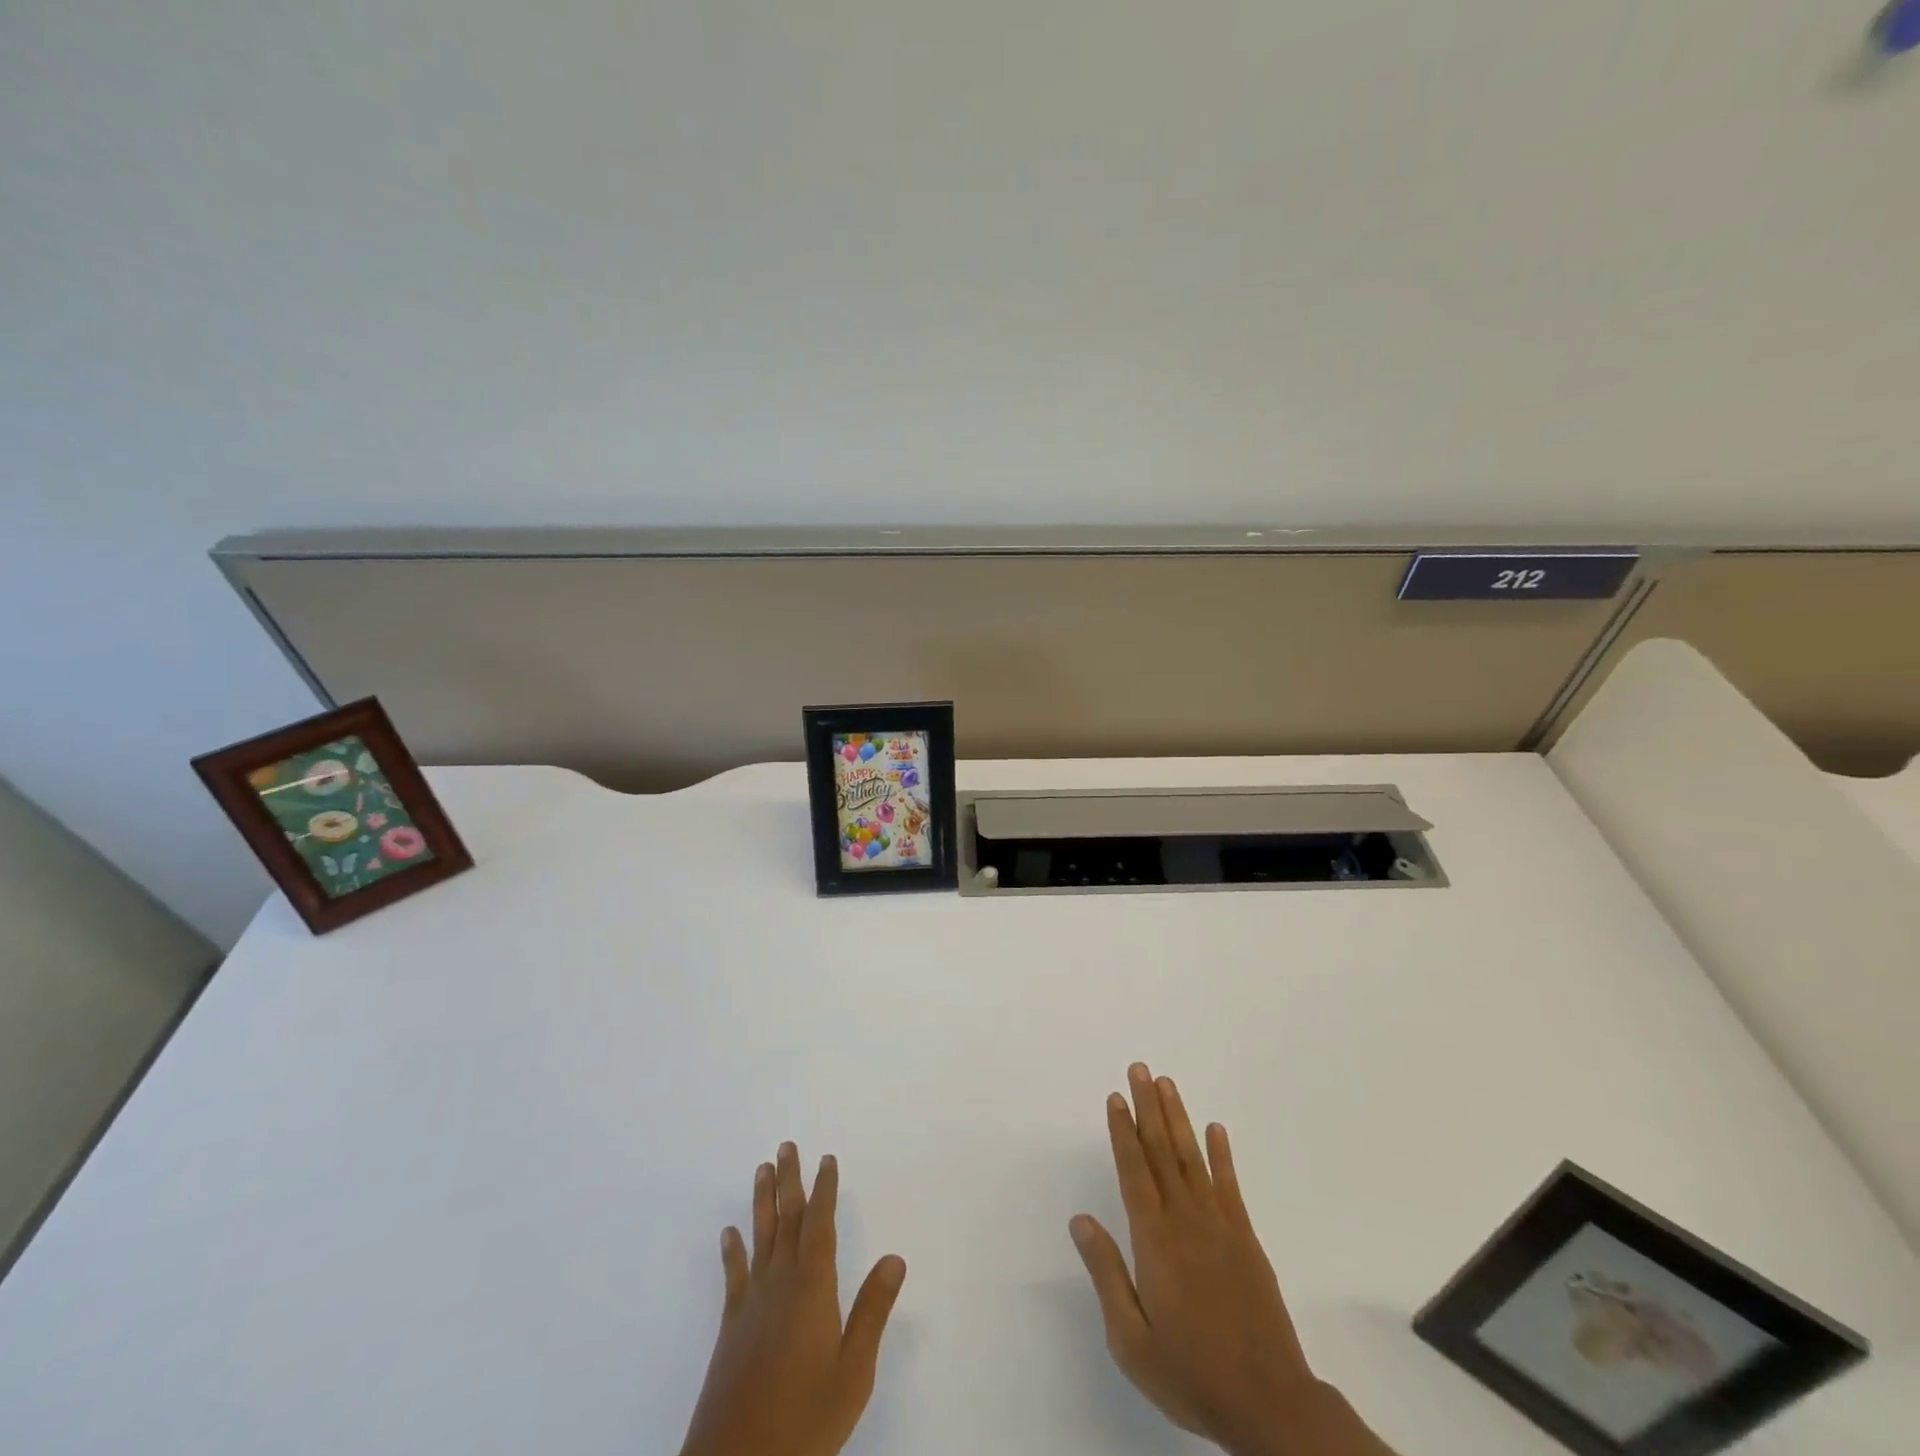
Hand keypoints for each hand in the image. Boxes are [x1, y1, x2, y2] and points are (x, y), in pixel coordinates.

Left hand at [680, 1143, 906, 1455]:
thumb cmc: (805, 1419)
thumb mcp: (853, 1371)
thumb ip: (872, 1311)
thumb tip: (895, 1257)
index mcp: (812, 1288)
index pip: (820, 1225)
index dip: (824, 1189)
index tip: (827, 1159)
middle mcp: (780, 1284)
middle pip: (786, 1220)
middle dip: (789, 1181)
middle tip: (787, 1146)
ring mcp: (751, 1304)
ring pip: (759, 1238)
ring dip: (762, 1201)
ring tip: (762, 1169)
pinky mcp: (731, 1328)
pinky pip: (734, 1276)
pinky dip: (732, 1251)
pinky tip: (729, 1233)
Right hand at [1071, 1064, 1388, 1455]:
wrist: (1268, 1405)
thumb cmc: (1190, 1374)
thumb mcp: (1131, 1339)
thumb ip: (1106, 1273)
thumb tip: (1080, 1220)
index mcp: (1155, 1241)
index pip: (1134, 1171)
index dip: (1123, 1132)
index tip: (1116, 1097)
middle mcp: (1185, 1221)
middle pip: (1162, 1152)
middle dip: (1148, 1107)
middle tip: (1140, 1069)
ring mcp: (1220, 1227)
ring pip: (1193, 1158)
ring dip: (1178, 1118)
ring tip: (1167, 1083)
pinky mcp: (1246, 1240)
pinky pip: (1230, 1186)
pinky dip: (1222, 1155)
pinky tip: (1216, 1130)